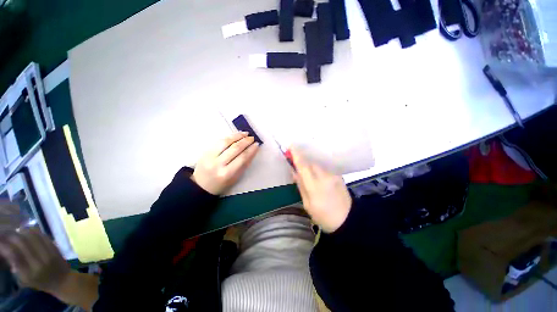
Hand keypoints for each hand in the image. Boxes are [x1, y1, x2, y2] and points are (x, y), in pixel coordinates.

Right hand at [0, 227, 70, 294]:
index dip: (5, 245)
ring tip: (16, 230)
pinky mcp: (56, 249)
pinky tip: (28, 230)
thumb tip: (5, 249)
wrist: (62, 280)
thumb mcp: (24, 279)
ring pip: (32, 237)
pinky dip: (33, 231)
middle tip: (7, 233)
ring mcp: (48, 255)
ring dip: (22, 231)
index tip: (0, 241)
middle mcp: (38, 263)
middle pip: (23, 243)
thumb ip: (16, 265)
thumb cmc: (40, 282)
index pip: (14, 255)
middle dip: (12, 236)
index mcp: (28, 273)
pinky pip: (43, 236)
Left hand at [192, 132, 259, 194]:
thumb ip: (244, 165)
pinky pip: (218, 141)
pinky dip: (228, 137)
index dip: (251, 150)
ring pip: (225, 142)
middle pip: (235, 148)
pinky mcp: (205, 151)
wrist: (201, 185)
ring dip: (237, 136)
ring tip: (245, 134)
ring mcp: (209, 156)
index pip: (242, 158)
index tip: (257, 144)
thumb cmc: (221, 184)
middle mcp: (218, 164)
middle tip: (252, 138)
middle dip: (245, 141)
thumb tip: (252, 151)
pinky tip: (235, 135)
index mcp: (227, 174)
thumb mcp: (235, 178)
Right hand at [291, 148, 351, 232]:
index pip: (303, 166)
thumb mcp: (307, 204)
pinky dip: (317, 166)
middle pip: (310, 162)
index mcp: (315, 186)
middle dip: (302, 158)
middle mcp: (325, 176)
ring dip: (309, 162)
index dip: (296, 155)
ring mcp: (333, 174)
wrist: (348, 220)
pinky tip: (315, 170)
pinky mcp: (338, 175)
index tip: (290, 146)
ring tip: (304, 164)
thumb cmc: (324, 216)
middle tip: (294, 157)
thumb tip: (294, 171)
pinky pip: (324, 166)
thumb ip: (301, 186)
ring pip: (317, 163)